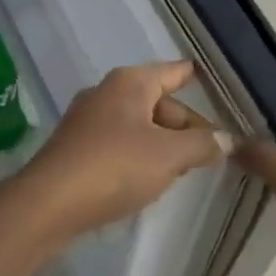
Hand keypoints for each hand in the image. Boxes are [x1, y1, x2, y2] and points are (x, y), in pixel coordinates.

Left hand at [17, 60, 230, 240]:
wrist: (49, 204)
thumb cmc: (115, 167)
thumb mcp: (169, 155)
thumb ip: (202, 144)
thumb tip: (226, 139)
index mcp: (130, 83)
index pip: (173, 72)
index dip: (194, 76)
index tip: (213, 78)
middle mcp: (106, 92)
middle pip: (157, 102)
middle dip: (184, 124)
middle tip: (210, 151)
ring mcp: (87, 120)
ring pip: (138, 124)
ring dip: (162, 142)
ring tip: (184, 168)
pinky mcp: (75, 148)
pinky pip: (118, 142)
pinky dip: (138, 154)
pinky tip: (147, 178)